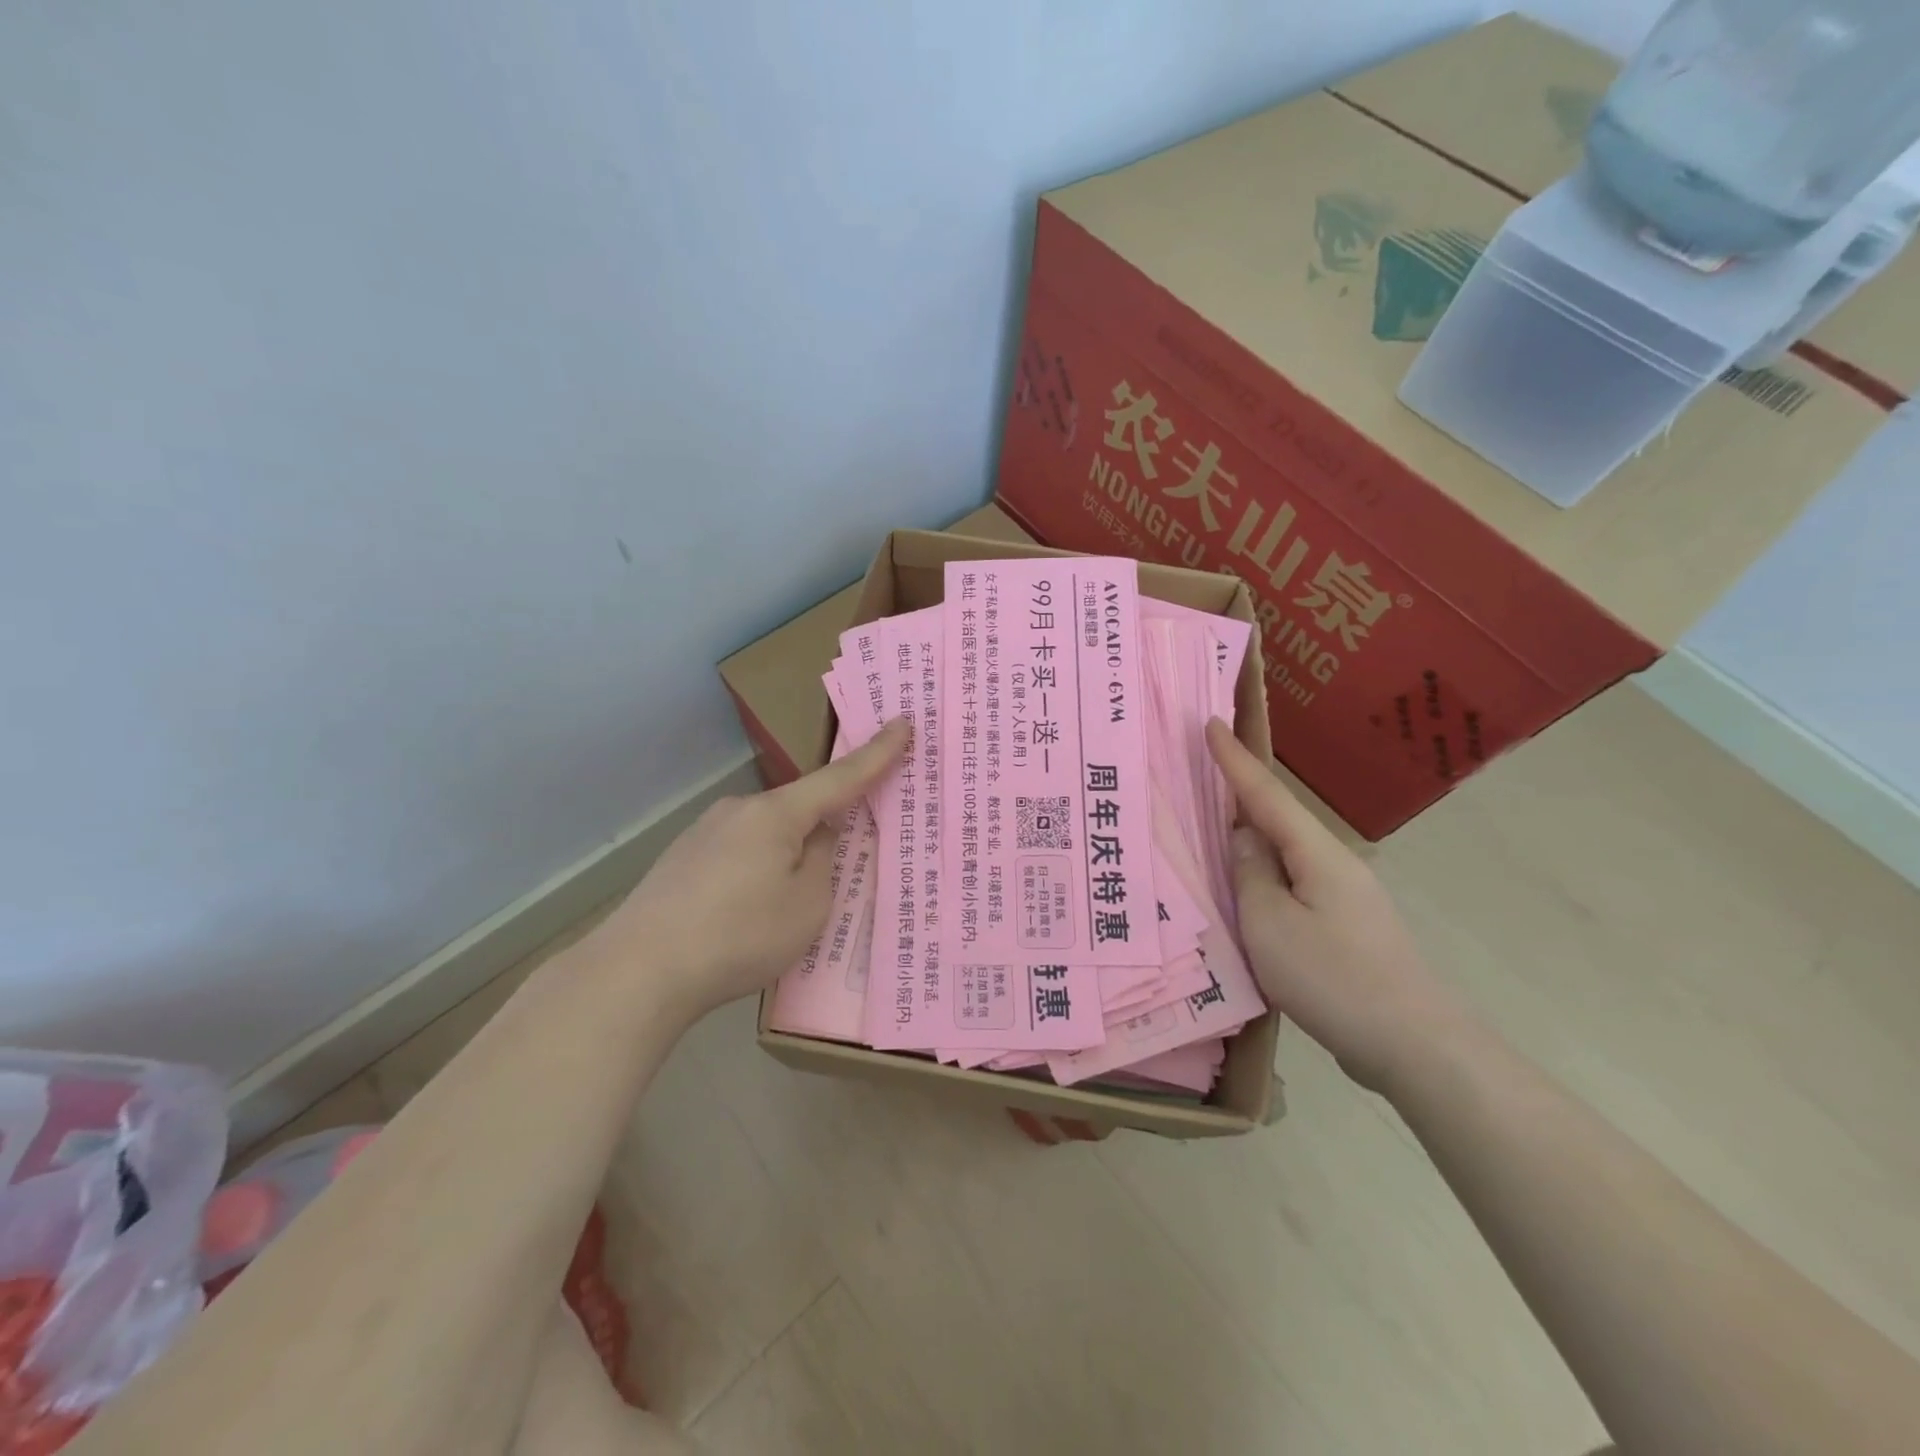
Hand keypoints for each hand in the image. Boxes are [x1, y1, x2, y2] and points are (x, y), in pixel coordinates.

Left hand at [597, 720, 910, 1021]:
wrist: (638, 971)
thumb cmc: (739, 935)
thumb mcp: (807, 905)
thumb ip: (824, 862)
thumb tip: (817, 837)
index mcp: (777, 814)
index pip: (841, 777)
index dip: (877, 754)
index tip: (903, 722)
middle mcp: (740, 810)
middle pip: (800, 810)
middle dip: (823, 832)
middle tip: (834, 875)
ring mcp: (705, 831)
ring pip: (767, 836)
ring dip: (784, 860)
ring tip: (779, 914)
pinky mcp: (682, 857)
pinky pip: (738, 854)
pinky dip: (754, 874)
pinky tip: (742, 916)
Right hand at [1205, 719, 1466, 1092]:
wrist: (1416, 1046)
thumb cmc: (1334, 978)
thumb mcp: (1270, 925)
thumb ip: (1250, 876)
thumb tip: (1244, 840)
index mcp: (1316, 854)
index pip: (1265, 795)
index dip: (1234, 760)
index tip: (1209, 723)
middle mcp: (1334, 865)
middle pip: (1277, 821)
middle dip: (1239, 798)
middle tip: (1199, 778)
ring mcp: (1344, 899)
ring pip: (1285, 859)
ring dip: (1250, 845)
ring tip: (1211, 839)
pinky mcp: (1346, 931)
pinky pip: (1293, 890)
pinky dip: (1264, 882)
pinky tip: (1247, 899)